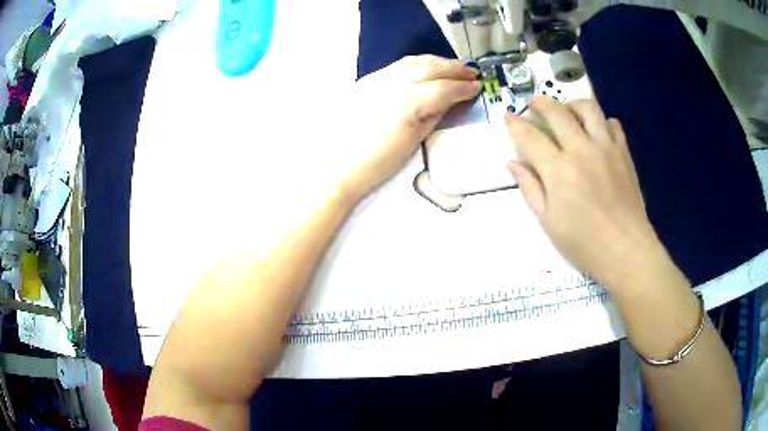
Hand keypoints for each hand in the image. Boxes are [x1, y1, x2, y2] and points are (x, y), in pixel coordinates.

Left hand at [338, 55, 479, 200]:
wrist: (342, 164)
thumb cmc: (381, 161)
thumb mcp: (416, 139)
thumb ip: (436, 113)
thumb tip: (453, 98)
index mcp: (410, 102)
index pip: (444, 87)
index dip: (464, 86)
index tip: (478, 86)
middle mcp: (395, 83)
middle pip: (431, 67)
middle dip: (455, 68)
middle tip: (472, 72)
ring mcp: (379, 78)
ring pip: (414, 61)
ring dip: (437, 62)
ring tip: (453, 67)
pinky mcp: (368, 79)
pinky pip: (399, 65)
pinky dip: (418, 63)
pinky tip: (426, 68)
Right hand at [506, 97, 663, 288]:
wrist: (625, 249)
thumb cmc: (583, 242)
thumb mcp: (548, 221)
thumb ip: (530, 188)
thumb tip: (512, 163)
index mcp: (558, 170)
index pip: (530, 136)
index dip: (515, 123)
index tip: (507, 116)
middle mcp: (581, 149)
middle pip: (557, 112)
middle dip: (540, 103)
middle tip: (533, 104)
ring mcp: (606, 148)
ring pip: (588, 108)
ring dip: (572, 104)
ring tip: (567, 110)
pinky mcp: (623, 153)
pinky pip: (613, 124)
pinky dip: (602, 122)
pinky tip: (597, 132)